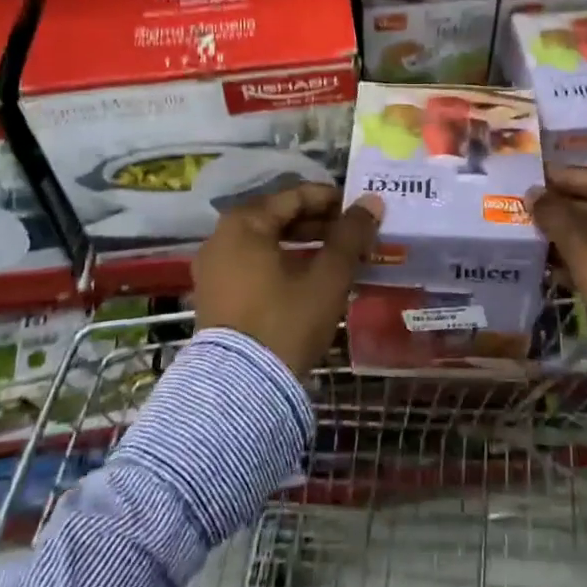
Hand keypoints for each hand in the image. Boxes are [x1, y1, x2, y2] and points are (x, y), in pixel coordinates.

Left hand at [193, 184, 382, 377]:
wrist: (239, 391)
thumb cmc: (286, 320)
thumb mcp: (327, 276)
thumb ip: (351, 235)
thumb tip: (372, 202)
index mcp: (244, 222)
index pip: (295, 195)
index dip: (332, 200)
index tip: (360, 211)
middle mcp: (221, 237)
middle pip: (278, 217)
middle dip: (318, 223)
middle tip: (353, 234)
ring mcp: (214, 268)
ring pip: (266, 242)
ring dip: (303, 244)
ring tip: (338, 256)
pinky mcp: (215, 295)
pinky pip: (254, 264)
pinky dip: (282, 263)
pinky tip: (310, 278)